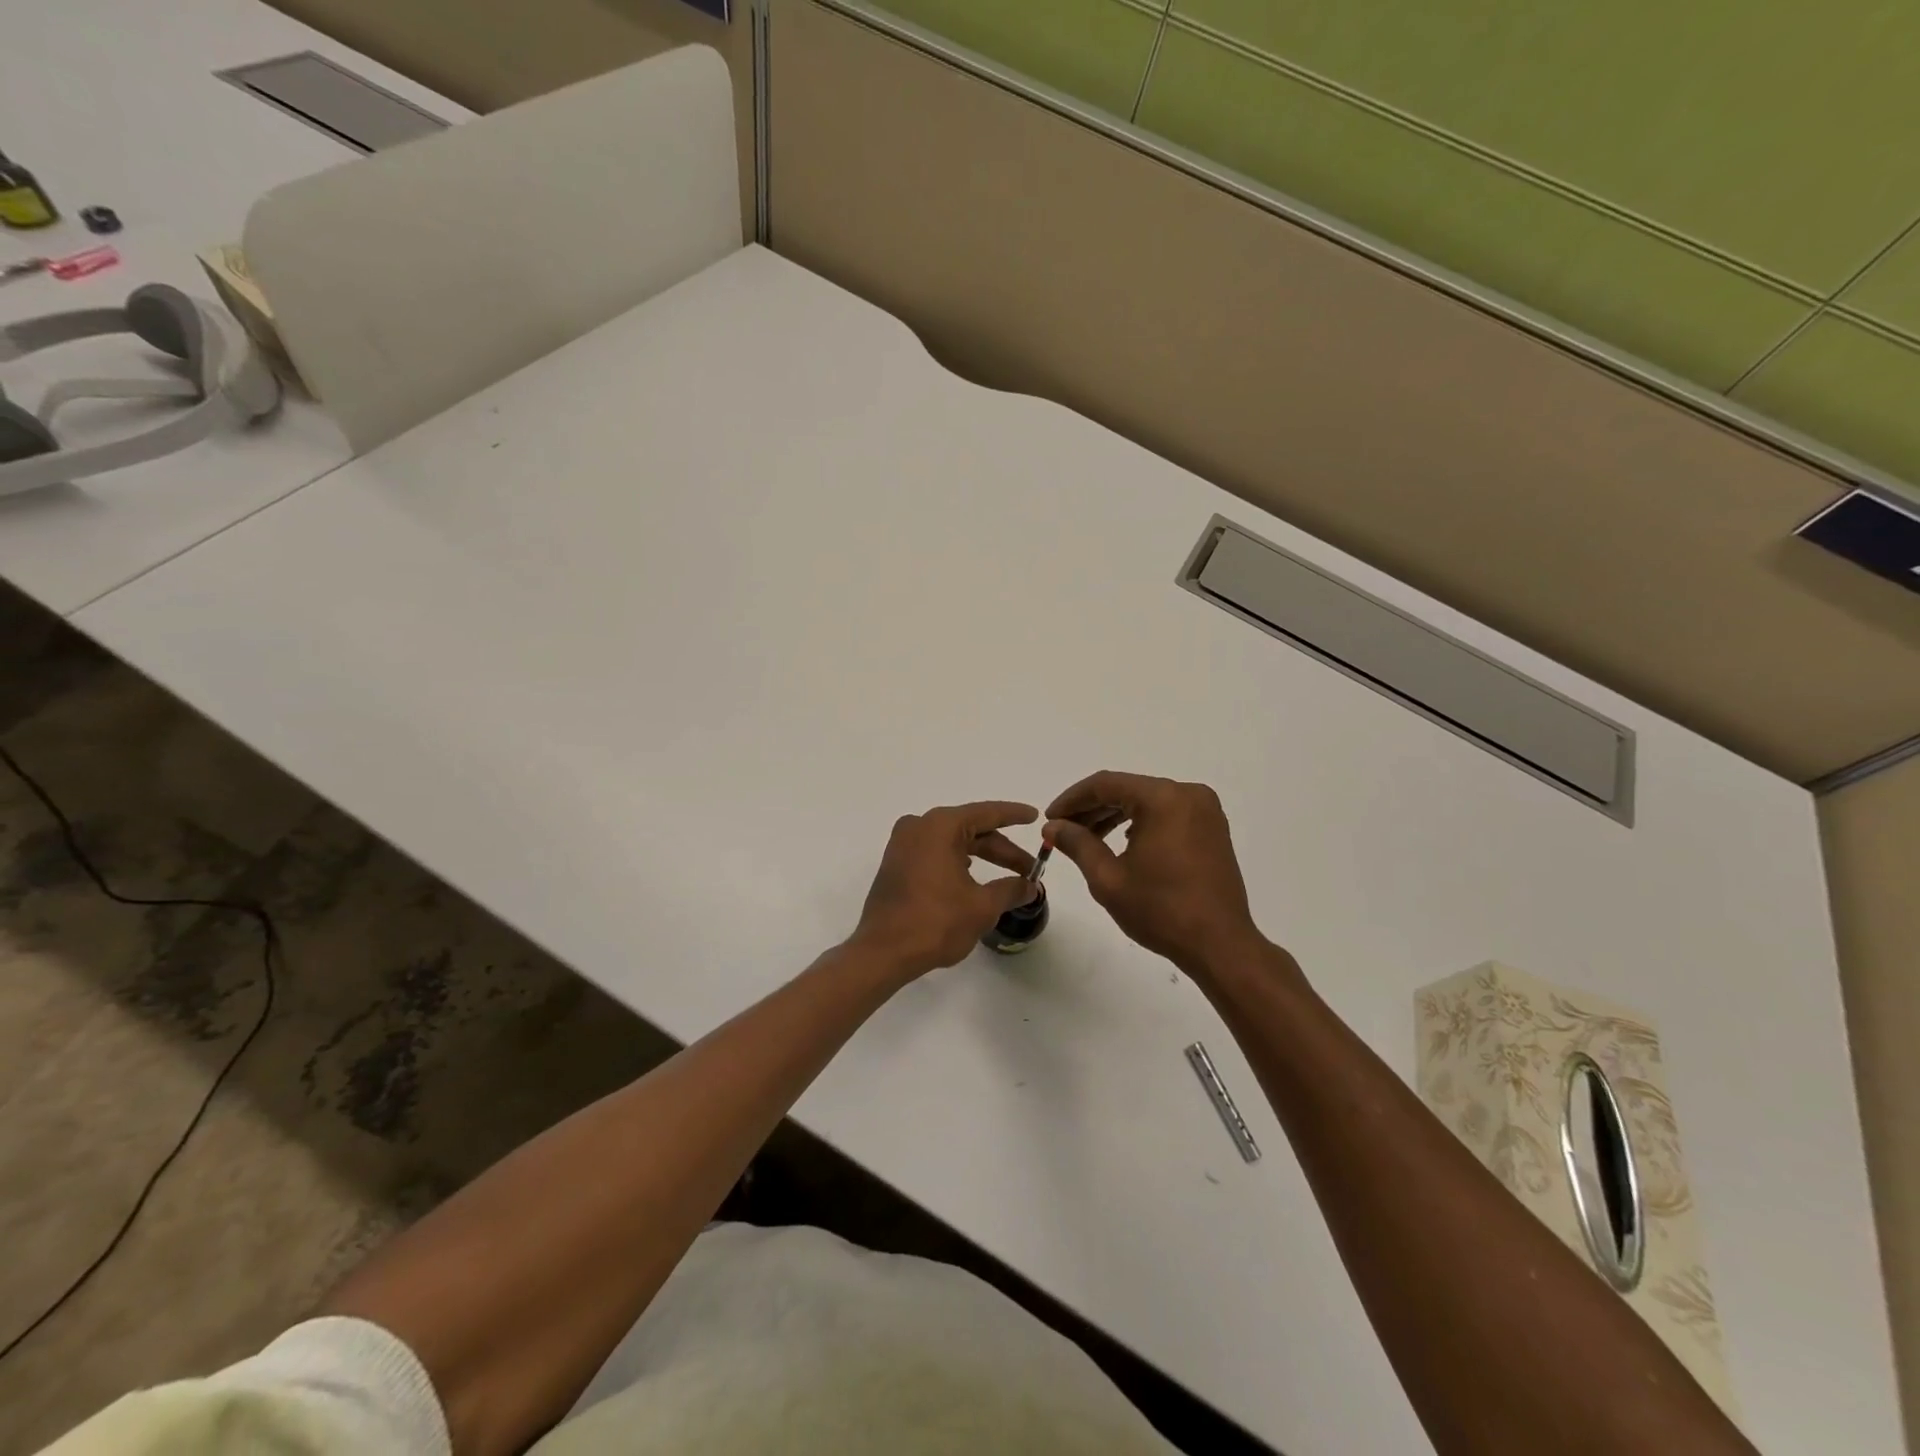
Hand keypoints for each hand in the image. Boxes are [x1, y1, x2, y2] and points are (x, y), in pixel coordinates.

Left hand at [851, 801, 1040, 978]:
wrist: (883, 952)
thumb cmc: (935, 922)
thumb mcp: (982, 906)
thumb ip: (1010, 889)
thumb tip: (1030, 886)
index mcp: (940, 826)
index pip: (986, 813)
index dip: (1014, 815)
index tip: (1035, 817)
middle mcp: (919, 827)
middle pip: (970, 829)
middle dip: (1001, 849)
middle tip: (1029, 869)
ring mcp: (903, 845)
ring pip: (953, 842)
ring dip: (981, 856)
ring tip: (1007, 876)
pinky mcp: (896, 864)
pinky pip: (935, 853)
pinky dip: (958, 862)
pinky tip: (973, 878)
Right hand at [1046, 771, 1269, 975]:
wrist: (1220, 945)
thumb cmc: (1161, 911)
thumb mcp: (1108, 878)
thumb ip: (1077, 844)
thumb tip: (1053, 826)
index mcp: (1163, 798)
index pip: (1106, 785)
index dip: (1072, 800)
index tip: (1049, 819)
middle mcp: (1188, 794)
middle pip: (1127, 789)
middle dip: (1091, 808)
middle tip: (1061, 831)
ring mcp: (1204, 810)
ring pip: (1147, 801)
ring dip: (1114, 816)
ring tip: (1085, 839)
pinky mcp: (1212, 828)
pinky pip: (1166, 814)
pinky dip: (1140, 823)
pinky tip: (1121, 844)